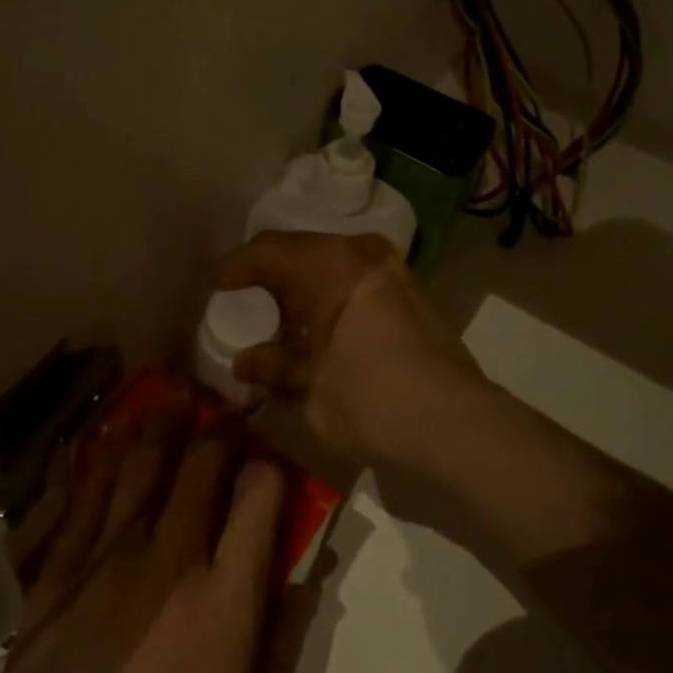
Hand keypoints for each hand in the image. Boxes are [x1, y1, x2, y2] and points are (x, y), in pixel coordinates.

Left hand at [0, 410, 284, 672]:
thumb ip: (276, 635)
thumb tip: (298, 571)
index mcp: (225, 601)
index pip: (261, 496)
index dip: (269, 464)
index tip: (268, 455)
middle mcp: (169, 562)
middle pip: (200, 467)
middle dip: (217, 429)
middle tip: (221, 408)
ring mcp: (105, 564)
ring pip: (138, 469)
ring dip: (159, 428)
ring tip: (170, 401)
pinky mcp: (53, 580)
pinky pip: (78, 503)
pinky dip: (96, 464)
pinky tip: (106, 438)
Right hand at [215, 231, 487, 470]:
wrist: (456, 422)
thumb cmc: (370, 399)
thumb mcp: (310, 388)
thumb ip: (273, 367)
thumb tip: (244, 361)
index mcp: (330, 263)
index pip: (269, 250)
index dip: (237, 266)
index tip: (217, 284)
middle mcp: (362, 252)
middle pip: (303, 252)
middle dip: (272, 276)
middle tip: (248, 300)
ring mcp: (393, 269)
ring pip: (333, 265)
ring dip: (305, 287)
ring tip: (284, 319)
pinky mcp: (413, 292)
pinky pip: (358, 279)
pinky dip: (333, 296)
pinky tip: (324, 328)